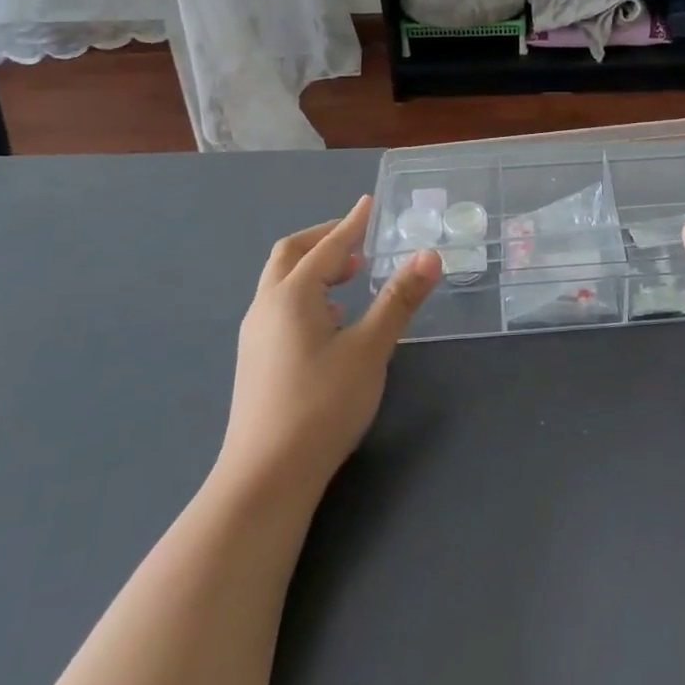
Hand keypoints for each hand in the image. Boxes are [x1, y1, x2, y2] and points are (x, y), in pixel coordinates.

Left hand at [216, 197, 439, 501]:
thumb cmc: (321, 406)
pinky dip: (306, 295)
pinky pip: (280, 307)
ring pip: (282, 282)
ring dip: (315, 268)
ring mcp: (255, 336)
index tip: (369, 203)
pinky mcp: (255, 361)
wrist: (264, 480)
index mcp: (292, 295)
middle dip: (325, 240)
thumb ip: (399, 299)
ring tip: (350, 278)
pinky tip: (331, 321)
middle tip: (359, 241)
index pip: (328, 247)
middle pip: (291, 255)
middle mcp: (266, 307)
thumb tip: (429, 255)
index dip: (352, 224)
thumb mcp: (370, 349)